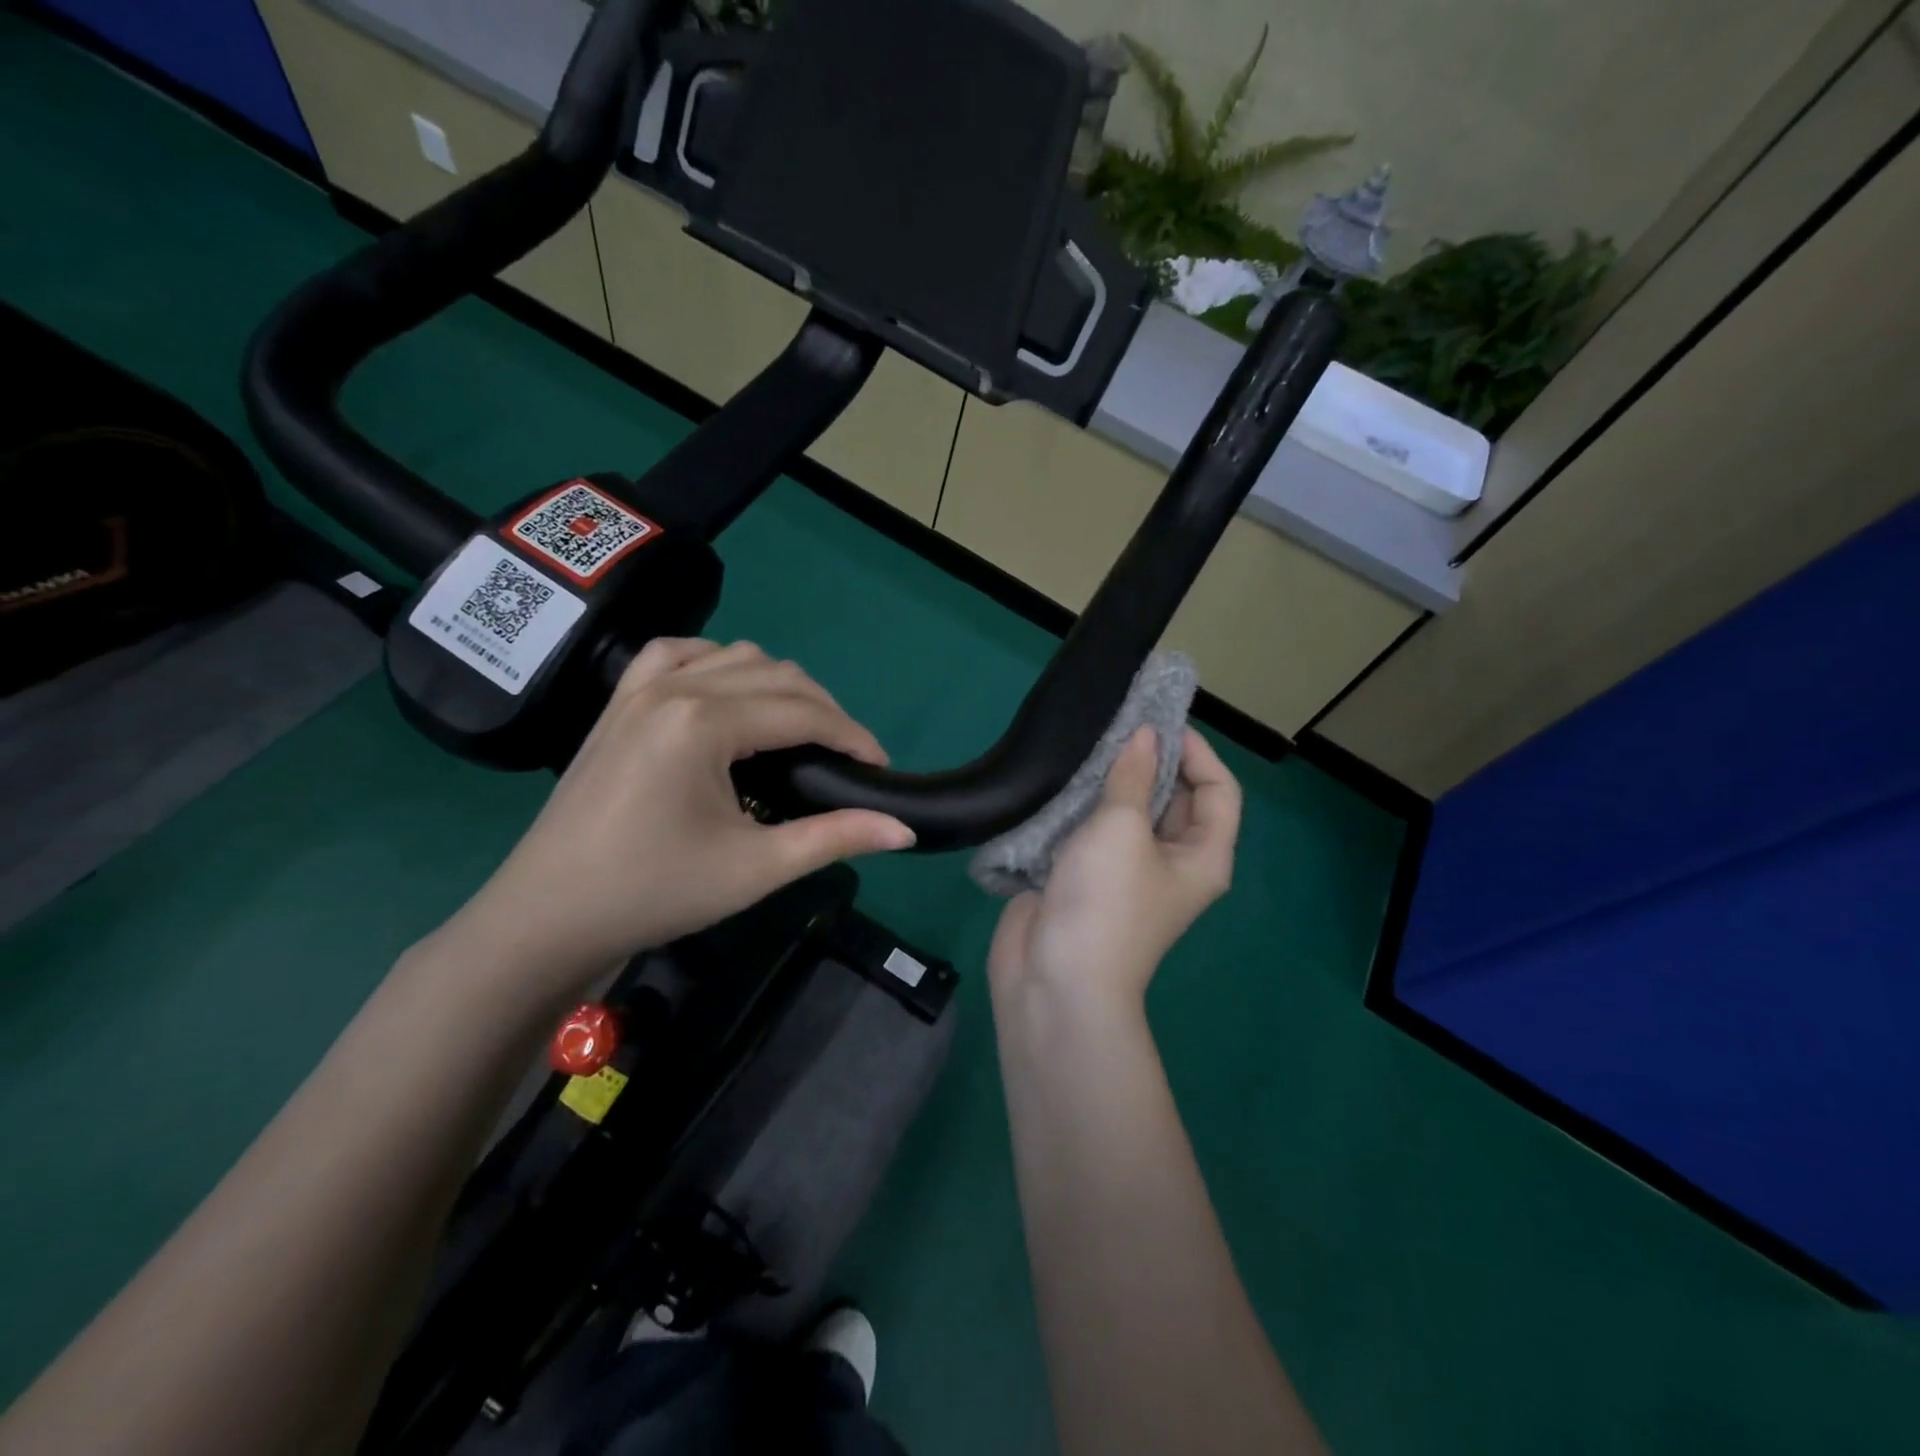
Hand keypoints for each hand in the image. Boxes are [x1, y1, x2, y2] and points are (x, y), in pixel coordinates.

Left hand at [449, 639, 913, 995]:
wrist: (549, 915)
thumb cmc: (655, 892)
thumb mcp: (755, 867)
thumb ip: (834, 838)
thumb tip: (904, 831)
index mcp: (705, 722)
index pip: (803, 712)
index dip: (852, 736)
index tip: (879, 767)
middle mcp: (675, 688)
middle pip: (778, 674)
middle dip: (824, 711)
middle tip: (844, 759)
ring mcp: (640, 689)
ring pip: (734, 655)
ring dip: (778, 685)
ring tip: (796, 731)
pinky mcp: (619, 702)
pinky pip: (677, 654)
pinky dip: (716, 663)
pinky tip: (727, 693)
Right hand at [988, 726, 1241, 1013]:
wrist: (1056, 979)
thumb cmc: (1106, 900)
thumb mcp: (1123, 828)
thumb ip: (1133, 776)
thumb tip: (1145, 735)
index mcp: (1201, 855)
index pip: (1218, 790)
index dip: (1197, 752)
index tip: (1159, 720)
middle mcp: (1170, 861)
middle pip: (1172, 798)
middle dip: (1150, 760)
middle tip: (1117, 723)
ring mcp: (1125, 871)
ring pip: (1127, 812)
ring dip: (1110, 780)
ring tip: (1087, 741)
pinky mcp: (1084, 876)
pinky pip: (1090, 830)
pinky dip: (1080, 804)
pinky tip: (1060, 777)